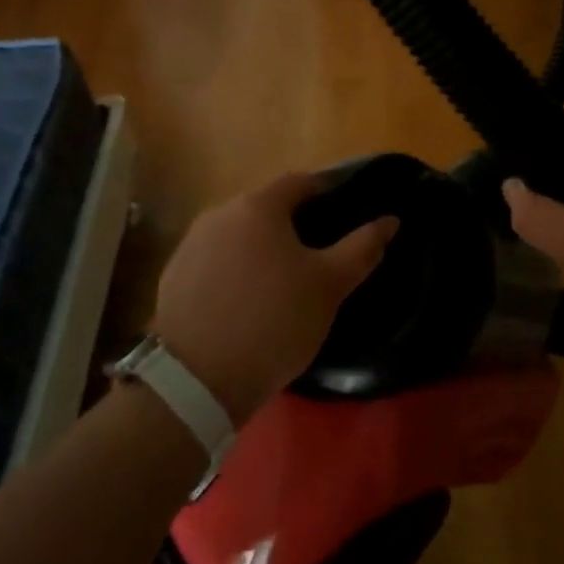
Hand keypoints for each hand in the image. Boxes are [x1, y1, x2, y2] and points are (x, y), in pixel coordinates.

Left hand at [151, 173, 397, 424]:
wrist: (197, 381)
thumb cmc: (274, 321)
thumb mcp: (330, 286)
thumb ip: (362, 247)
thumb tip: (390, 219)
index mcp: (259, 205)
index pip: (300, 182)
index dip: (326, 194)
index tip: (344, 217)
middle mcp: (219, 213)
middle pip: (266, 207)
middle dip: (294, 225)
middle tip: (318, 257)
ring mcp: (191, 244)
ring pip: (239, 234)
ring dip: (262, 248)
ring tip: (283, 283)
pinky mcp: (173, 277)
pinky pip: (215, 261)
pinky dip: (235, 271)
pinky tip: (247, 303)